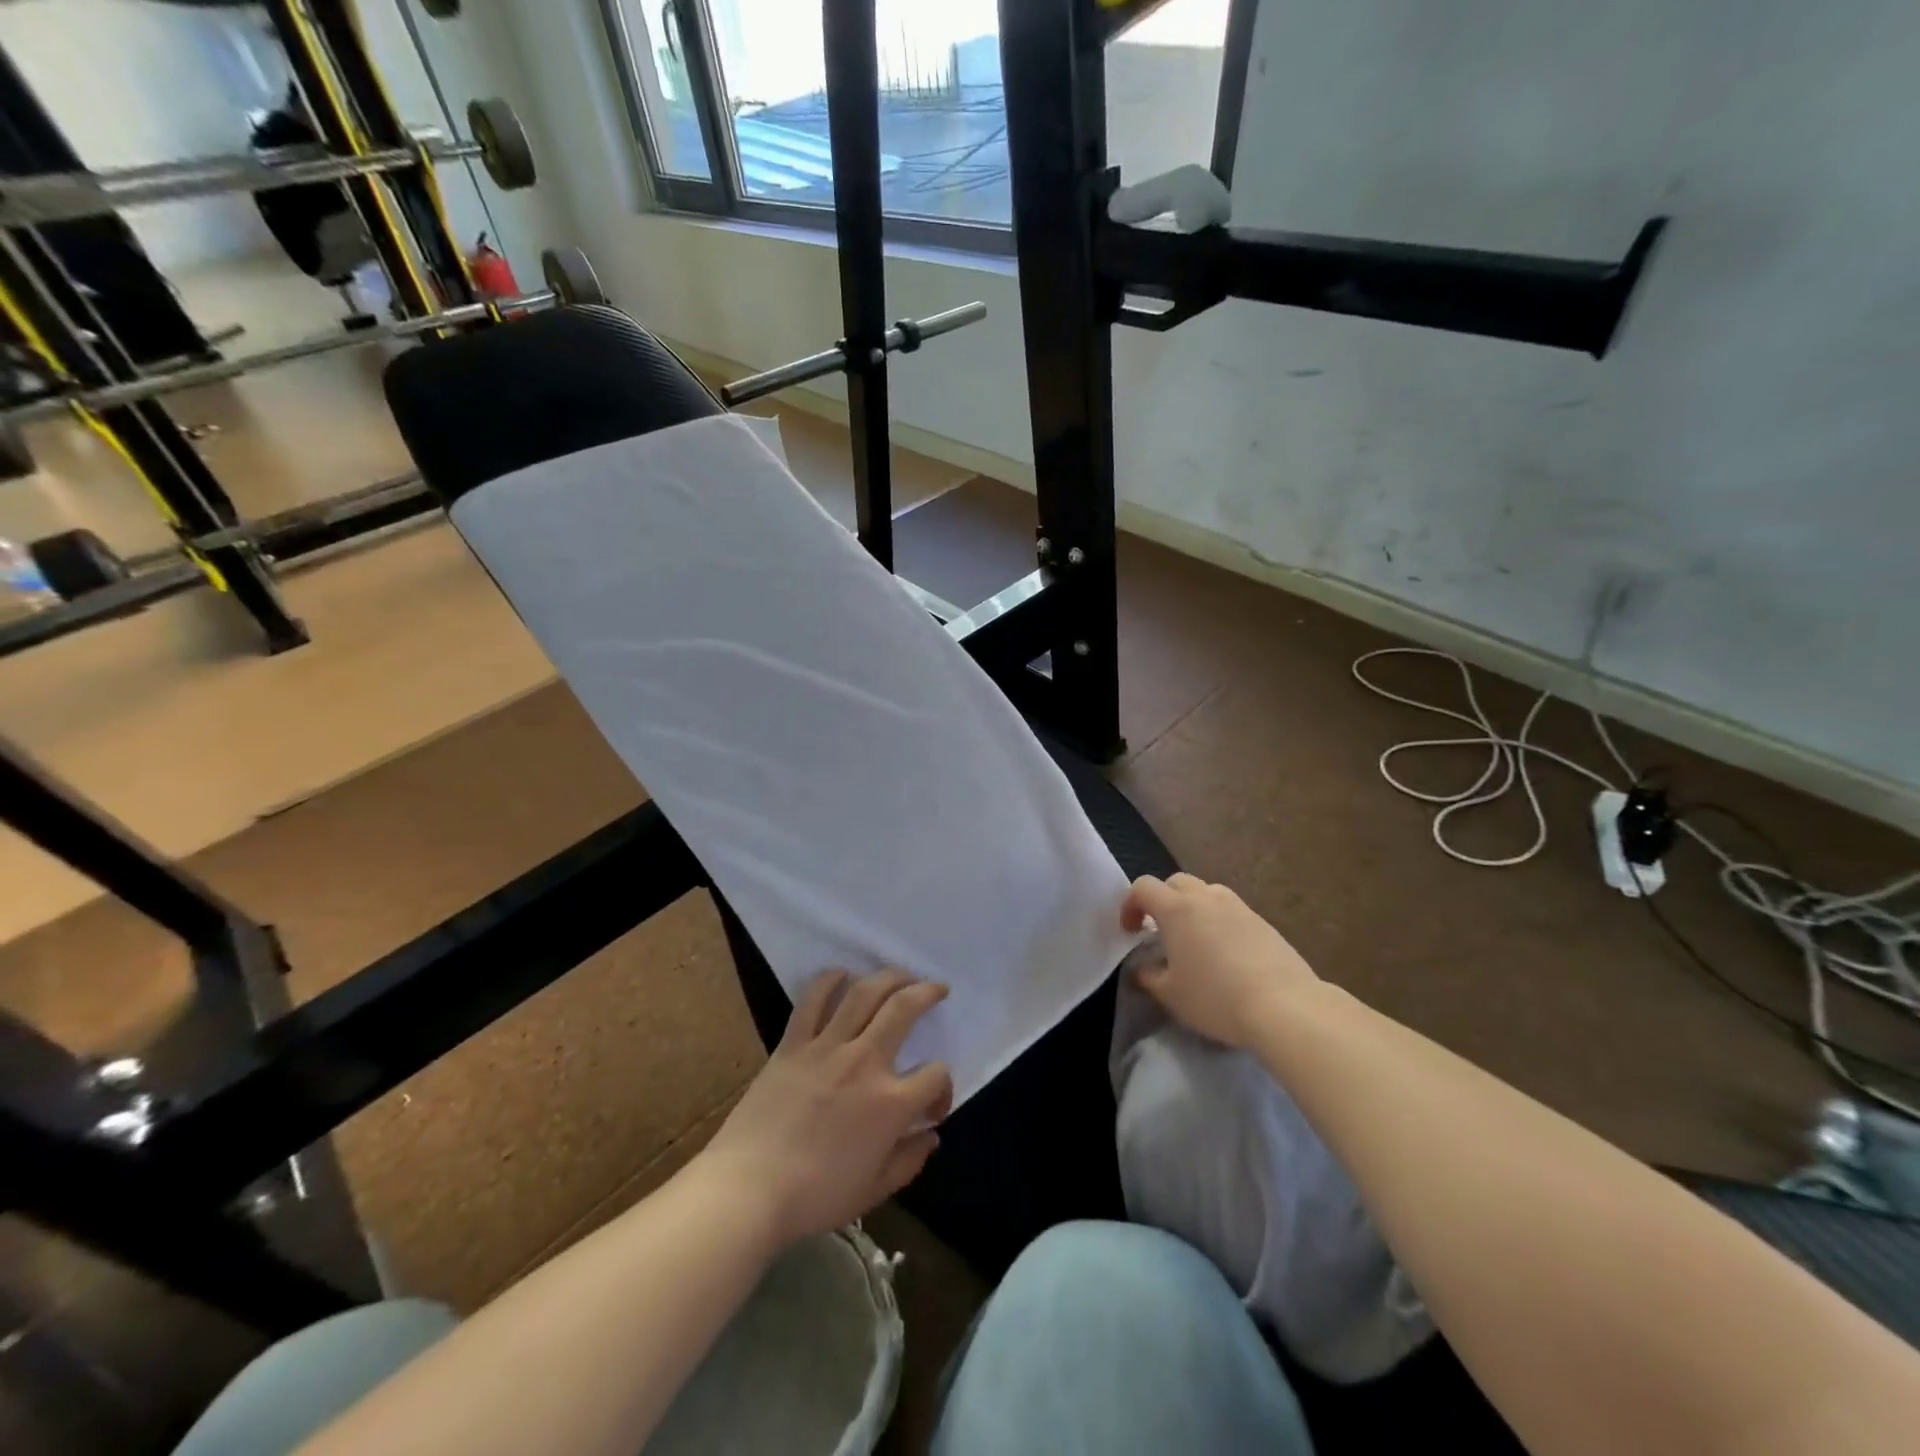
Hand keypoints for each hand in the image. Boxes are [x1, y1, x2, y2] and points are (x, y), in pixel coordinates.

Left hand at [699, 969, 952, 1249]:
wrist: (748, 1190)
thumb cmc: (815, 1197)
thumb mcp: (874, 1190)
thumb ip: (910, 1160)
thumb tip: (931, 1135)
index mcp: (891, 1103)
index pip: (936, 1075)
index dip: (943, 1087)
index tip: (932, 1106)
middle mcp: (865, 1062)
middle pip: (905, 1008)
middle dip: (928, 992)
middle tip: (937, 988)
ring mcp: (827, 1047)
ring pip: (864, 992)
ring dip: (888, 976)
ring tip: (901, 975)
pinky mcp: (793, 1043)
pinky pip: (813, 999)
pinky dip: (830, 980)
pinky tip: (842, 974)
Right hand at [1123, 873, 1320, 1048]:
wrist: (1285, 1007)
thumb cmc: (1216, 998)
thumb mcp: (1171, 995)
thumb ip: (1148, 977)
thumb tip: (1142, 968)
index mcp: (1177, 909)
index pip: (1143, 887)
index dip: (1130, 905)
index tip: (1130, 932)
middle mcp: (1206, 898)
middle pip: (1176, 882)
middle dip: (1162, 901)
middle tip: (1160, 932)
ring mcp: (1239, 907)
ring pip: (1207, 893)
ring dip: (1193, 908)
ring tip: (1194, 940)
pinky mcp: (1264, 922)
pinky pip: (1231, 911)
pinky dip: (1219, 922)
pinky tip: (1226, 954)